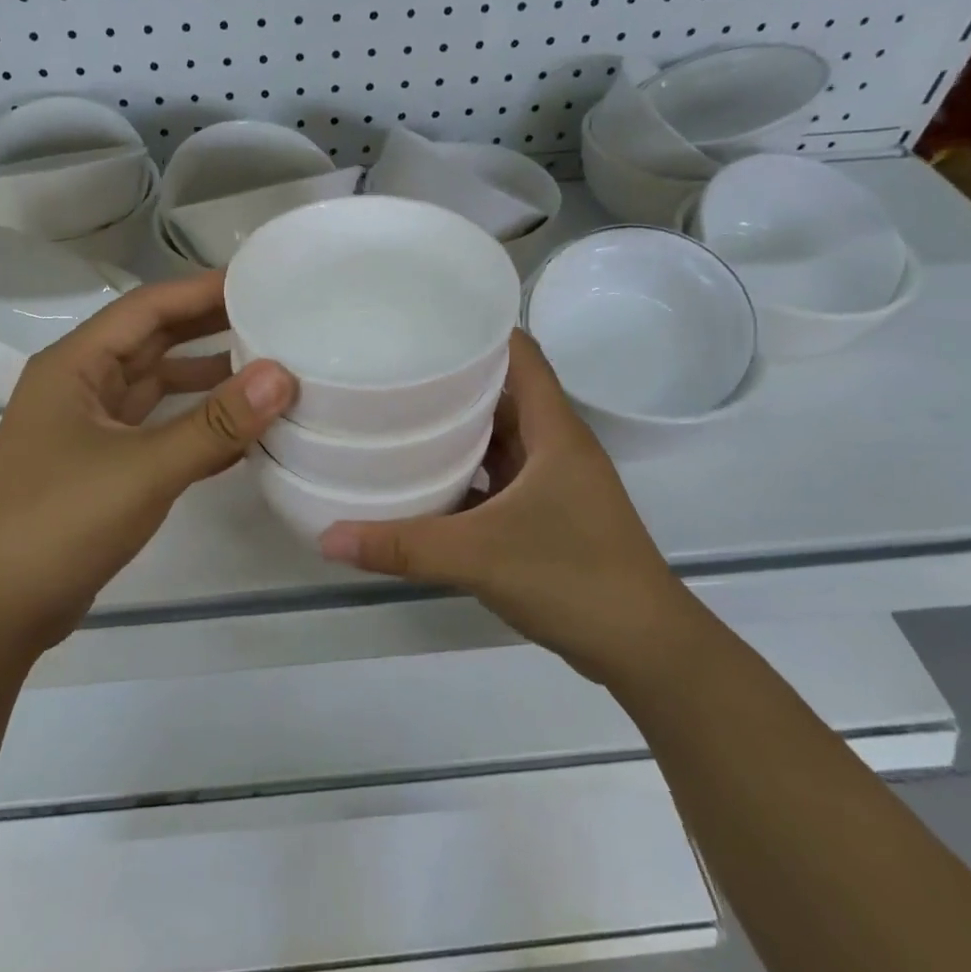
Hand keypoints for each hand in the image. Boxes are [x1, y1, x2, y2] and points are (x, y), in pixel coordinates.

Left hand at [0, 272, 295, 656]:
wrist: (1, 608)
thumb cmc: (61, 522)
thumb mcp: (144, 469)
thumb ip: (215, 424)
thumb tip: (281, 376)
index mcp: (74, 365)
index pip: (146, 307)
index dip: (202, 290)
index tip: (259, 278)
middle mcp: (80, 386)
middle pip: (152, 341)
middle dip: (209, 328)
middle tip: (275, 317)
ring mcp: (90, 428)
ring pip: (157, 387)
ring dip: (206, 378)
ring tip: (268, 369)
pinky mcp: (102, 466)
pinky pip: (158, 429)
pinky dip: (196, 425)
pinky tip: (241, 431)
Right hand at [318, 331, 683, 676]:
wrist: (643, 648)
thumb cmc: (573, 578)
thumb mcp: (479, 556)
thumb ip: (402, 546)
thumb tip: (326, 537)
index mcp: (553, 430)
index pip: (519, 353)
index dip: (478, 329)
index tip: (423, 323)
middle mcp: (555, 446)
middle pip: (501, 393)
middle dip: (451, 381)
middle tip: (390, 371)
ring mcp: (553, 484)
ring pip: (498, 439)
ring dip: (455, 431)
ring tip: (395, 419)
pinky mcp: (547, 517)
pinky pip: (498, 479)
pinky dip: (464, 477)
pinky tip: (422, 485)